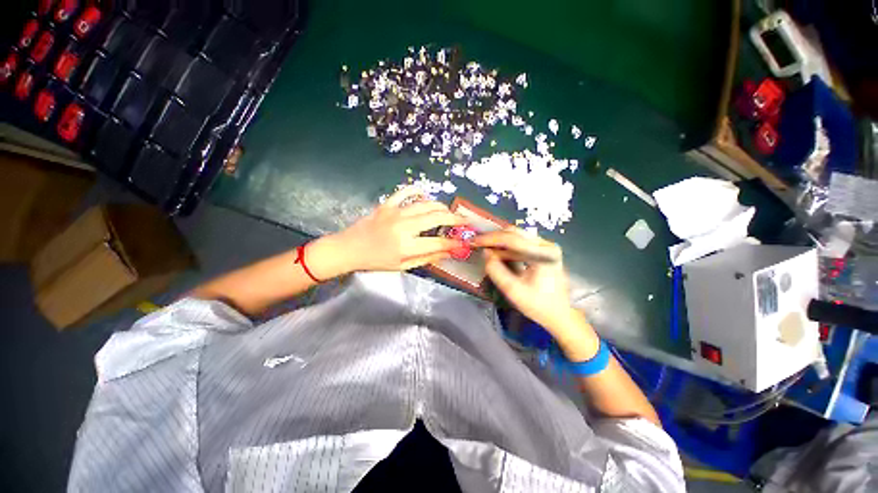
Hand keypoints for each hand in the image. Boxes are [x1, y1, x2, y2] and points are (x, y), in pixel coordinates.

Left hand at [308, 187, 466, 277]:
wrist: (349, 248)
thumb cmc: (376, 261)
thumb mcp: (402, 266)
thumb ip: (426, 258)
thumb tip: (447, 253)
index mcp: (407, 246)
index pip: (438, 243)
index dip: (453, 243)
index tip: (463, 241)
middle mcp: (404, 227)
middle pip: (436, 218)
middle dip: (454, 219)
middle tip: (464, 220)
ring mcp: (395, 212)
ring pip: (426, 204)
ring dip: (441, 207)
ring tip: (449, 211)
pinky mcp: (387, 204)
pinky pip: (406, 192)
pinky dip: (418, 191)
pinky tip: (425, 197)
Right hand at [473, 228, 598, 359]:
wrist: (560, 314)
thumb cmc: (538, 305)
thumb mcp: (513, 290)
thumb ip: (497, 271)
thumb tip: (485, 253)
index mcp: (543, 254)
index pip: (512, 240)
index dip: (490, 239)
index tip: (474, 241)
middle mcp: (547, 245)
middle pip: (515, 233)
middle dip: (493, 237)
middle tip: (477, 242)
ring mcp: (546, 246)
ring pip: (517, 236)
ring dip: (499, 241)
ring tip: (483, 246)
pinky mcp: (543, 250)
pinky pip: (520, 243)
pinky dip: (506, 246)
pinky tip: (496, 252)